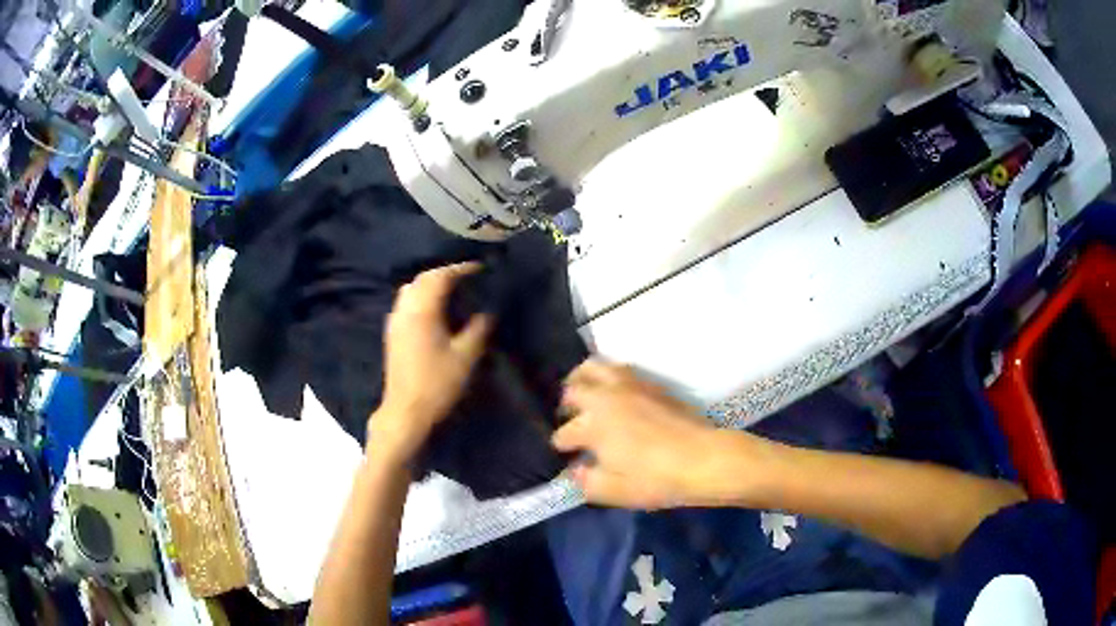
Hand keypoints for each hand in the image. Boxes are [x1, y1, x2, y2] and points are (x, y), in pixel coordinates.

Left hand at [370, 263, 492, 462]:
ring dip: (430, 284)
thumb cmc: (437, 383)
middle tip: (467, 277)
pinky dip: (421, 297)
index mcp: (422, 310)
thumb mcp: (466, 356)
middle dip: (445, 273)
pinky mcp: (392, 333)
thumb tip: (488, 310)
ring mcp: (395, 321)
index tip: (480, 268)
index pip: (441, 277)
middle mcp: (405, 309)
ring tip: (451, 291)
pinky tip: (433, 310)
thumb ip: (479, 328)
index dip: (461, 269)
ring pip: (411, 289)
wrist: (406, 411)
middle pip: (423, 279)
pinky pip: (406, 303)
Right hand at [552, 359, 729, 508]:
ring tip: (585, 393)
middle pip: (573, 391)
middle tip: (570, 419)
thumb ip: (586, 482)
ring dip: (582, 379)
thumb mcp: (614, 492)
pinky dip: (608, 376)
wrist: (704, 458)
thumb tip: (576, 470)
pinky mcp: (651, 383)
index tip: (567, 455)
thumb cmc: (656, 479)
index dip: (562, 446)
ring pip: (594, 367)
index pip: (564, 433)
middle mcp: (606, 399)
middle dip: (566, 406)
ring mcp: (629, 386)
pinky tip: (615, 393)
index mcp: (593, 426)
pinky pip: (620, 369)